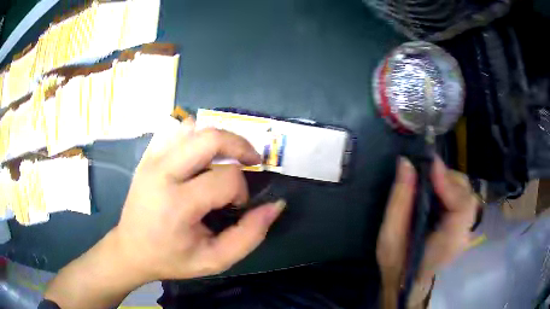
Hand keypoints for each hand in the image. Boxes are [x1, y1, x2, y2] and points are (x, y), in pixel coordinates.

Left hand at [115, 118, 285, 280]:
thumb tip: (276, 205)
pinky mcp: (147, 155)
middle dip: (240, 146)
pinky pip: (176, 130)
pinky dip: (196, 135)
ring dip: (218, 139)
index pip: (226, 177)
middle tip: (251, 162)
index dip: (241, 190)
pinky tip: (200, 156)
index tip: (236, 206)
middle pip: (210, 137)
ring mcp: (152, 159)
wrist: (131, 249)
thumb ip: (250, 235)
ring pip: (194, 127)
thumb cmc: (172, 259)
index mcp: (177, 203)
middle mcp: (162, 172)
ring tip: (226, 158)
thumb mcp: (216, 259)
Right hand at [376, 157, 477, 308]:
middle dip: (448, 178)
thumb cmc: (397, 264)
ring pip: (466, 194)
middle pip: (467, 195)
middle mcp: (463, 234)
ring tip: (429, 179)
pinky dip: (450, 188)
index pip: (462, 206)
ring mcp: (465, 229)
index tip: (430, 165)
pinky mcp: (462, 225)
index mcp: (448, 243)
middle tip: (425, 171)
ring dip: (449, 181)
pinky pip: (461, 199)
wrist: (407, 283)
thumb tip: (406, 163)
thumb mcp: (390, 237)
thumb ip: (400, 200)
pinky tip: (436, 189)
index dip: (449, 183)